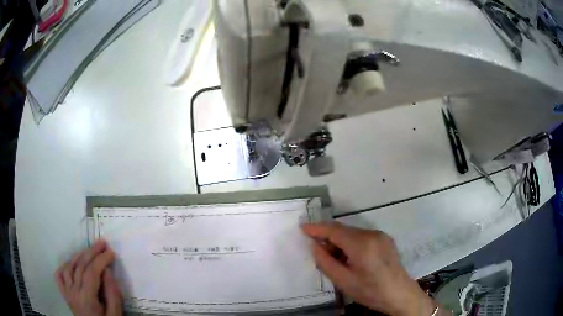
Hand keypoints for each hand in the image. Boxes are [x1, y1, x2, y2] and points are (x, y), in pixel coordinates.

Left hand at [55, 240, 122, 315]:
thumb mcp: (115, 315)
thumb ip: (112, 294)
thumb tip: (107, 271)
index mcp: (87, 299)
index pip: (91, 273)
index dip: (101, 260)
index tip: (111, 252)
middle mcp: (73, 292)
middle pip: (79, 266)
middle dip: (91, 252)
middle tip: (102, 243)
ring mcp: (67, 292)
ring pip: (68, 268)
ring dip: (78, 256)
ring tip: (89, 250)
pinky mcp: (64, 294)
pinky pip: (59, 276)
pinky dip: (64, 266)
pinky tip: (71, 263)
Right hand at [302, 222, 435, 315]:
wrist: (399, 294)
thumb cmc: (370, 291)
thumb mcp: (343, 281)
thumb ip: (325, 262)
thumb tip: (314, 245)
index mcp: (361, 244)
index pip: (334, 230)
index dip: (317, 228)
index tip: (302, 227)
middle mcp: (372, 234)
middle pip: (344, 230)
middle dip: (328, 237)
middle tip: (317, 251)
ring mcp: (380, 235)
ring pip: (353, 233)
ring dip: (340, 241)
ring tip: (335, 259)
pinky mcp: (385, 239)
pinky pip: (362, 236)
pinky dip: (351, 243)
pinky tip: (350, 258)